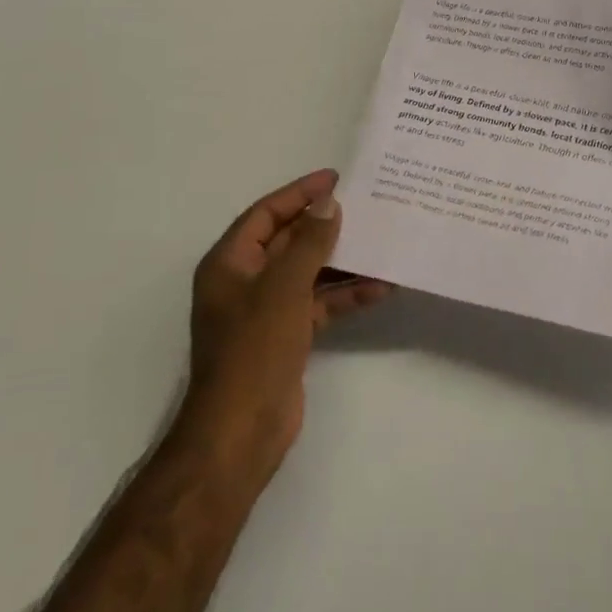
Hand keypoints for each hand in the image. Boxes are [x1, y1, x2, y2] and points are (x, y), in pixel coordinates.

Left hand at [182, 170, 390, 483]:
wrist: (241, 432)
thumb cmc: (254, 349)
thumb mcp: (283, 287)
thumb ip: (309, 243)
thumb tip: (329, 204)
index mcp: (230, 263)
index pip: (266, 213)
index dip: (299, 193)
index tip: (335, 178)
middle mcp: (246, 281)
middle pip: (289, 241)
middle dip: (325, 225)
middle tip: (366, 205)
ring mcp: (267, 310)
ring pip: (309, 272)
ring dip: (342, 261)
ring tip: (381, 241)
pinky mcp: (287, 335)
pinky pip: (319, 304)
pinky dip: (345, 296)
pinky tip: (380, 288)